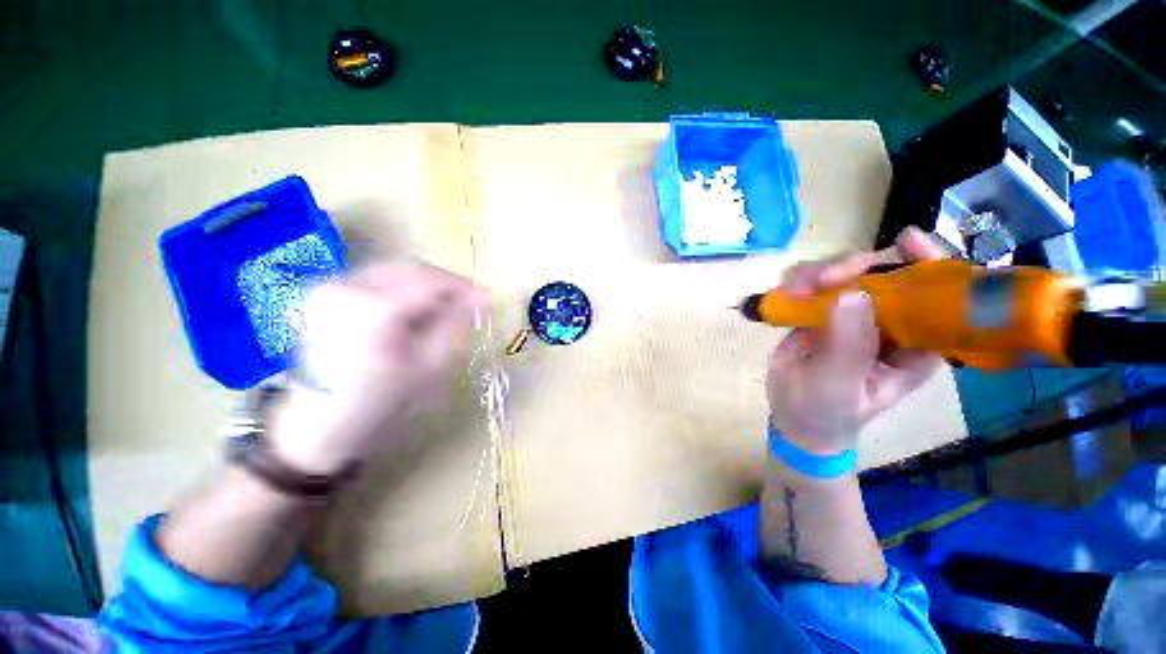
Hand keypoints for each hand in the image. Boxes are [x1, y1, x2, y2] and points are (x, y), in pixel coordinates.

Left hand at [269, 262, 487, 475]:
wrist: (319, 420)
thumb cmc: (378, 400)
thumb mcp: (428, 365)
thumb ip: (456, 325)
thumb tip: (483, 298)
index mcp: (371, 309)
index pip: (429, 283)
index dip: (463, 287)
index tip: (487, 297)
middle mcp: (345, 286)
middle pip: (411, 268)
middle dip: (446, 283)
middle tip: (469, 300)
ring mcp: (331, 285)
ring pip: (395, 269)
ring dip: (427, 284)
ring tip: (446, 306)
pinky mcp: (327, 291)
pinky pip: (378, 277)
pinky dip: (405, 287)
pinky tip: (417, 307)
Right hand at [767, 228, 945, 455]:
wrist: (793, 417)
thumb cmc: (827, 413)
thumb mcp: (839, 385)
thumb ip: (847, 344)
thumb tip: (852, 294)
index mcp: (918, 342)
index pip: (937, 293)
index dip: (927, 262)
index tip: (904, 240)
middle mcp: (890, 320)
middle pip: (882, 272)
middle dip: (850, 267)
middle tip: (820, 280)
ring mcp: (853, 312)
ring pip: (842, 272)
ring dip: (815, 274)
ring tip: (790, 292)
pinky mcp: (821, 310)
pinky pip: (812, 283)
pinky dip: (796, 282)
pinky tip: (783, 295)